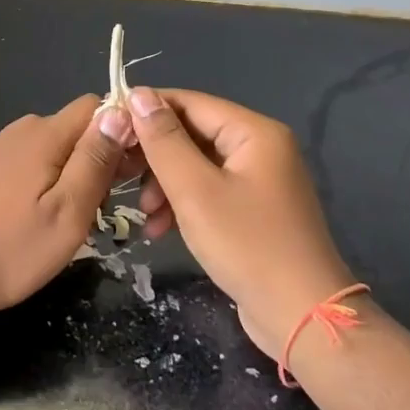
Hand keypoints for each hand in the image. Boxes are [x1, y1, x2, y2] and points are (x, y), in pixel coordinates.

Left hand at [0, 95, 129, 321]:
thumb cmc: (11, 252)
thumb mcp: (69, 213)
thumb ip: (96, 160)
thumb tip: (120, 111)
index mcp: (45, 136)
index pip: (96, 108)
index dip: (118, 135)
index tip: (122, 176)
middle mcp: (15, 132)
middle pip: (69, 128)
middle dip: (91, 157)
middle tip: (93, 209)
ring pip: (38, 143)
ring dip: (57, 168)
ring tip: (56, 214)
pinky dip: (10, 164)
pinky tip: (5, 185)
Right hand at [126, 87, 355, 359]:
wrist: (301, 315)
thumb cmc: (247, 245)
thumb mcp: (196, 190)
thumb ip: (164, 141)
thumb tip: (139, 94)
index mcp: (254, 132)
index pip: (189, 103)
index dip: (147, 111)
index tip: (109, 130)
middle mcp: (260, 148)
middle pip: (193, 134)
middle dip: (155, 156)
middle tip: (120, 177)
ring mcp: (259, 181)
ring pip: (197, 166)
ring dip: (165, 184)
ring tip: (145, 213)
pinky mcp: (253, 210)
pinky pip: (209, 192)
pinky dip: (183, 204)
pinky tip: (160, 229)